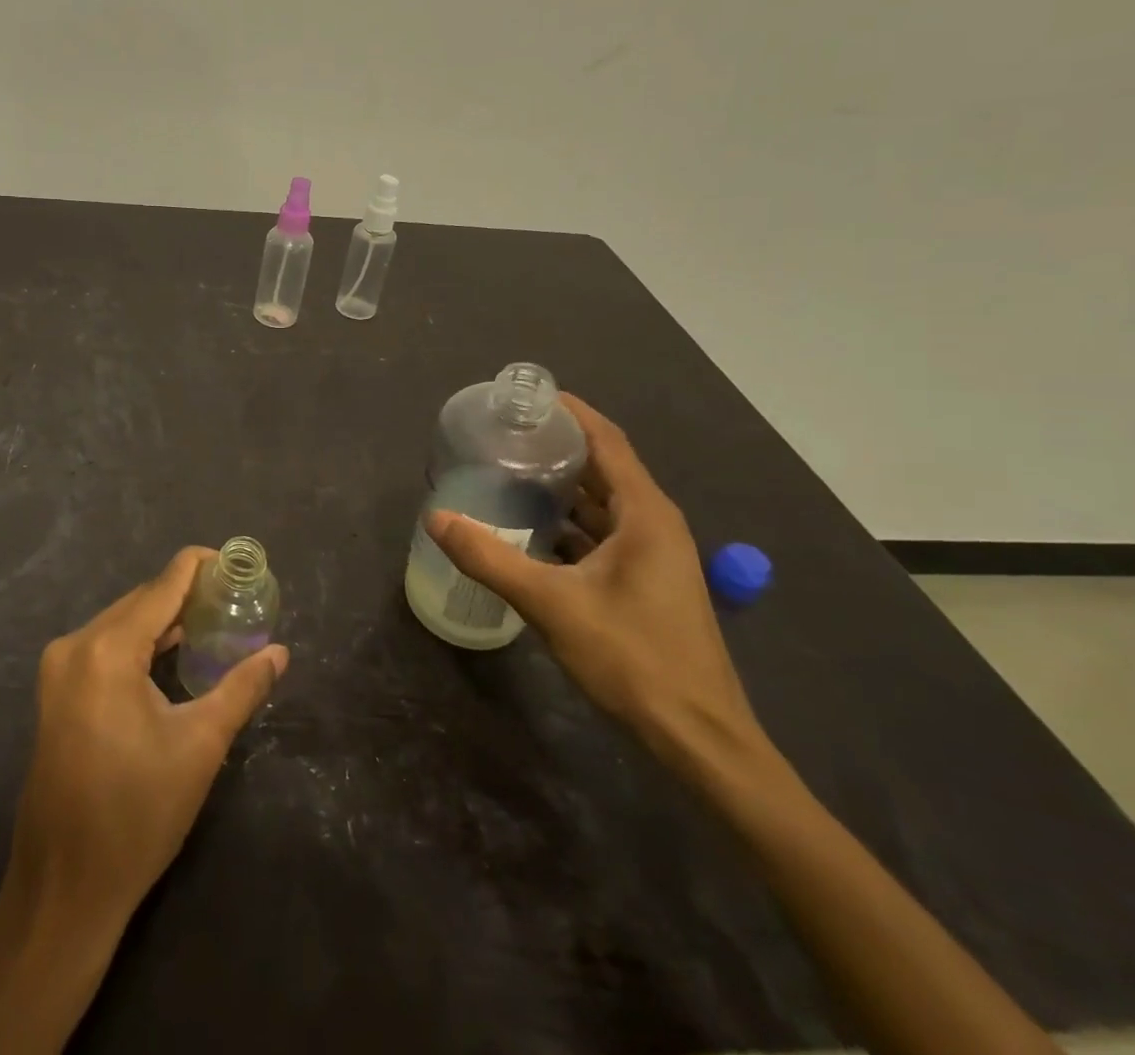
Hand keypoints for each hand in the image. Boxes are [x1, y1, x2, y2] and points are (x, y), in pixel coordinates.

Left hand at [5, 545, 288, 927]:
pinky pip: (105, 645)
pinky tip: (172, 653)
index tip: (236, 564)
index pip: (163, 585)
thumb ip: (242, 688)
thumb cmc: (137, 815)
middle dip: (187, 595)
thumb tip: (280, 652)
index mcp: (107, 649)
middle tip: (234, 600)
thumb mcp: (200, 746)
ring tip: (213, 621)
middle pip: (141, 601)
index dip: (200, 567)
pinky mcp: (55, 692)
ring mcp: (59, 668)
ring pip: (122, 622)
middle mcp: (76, 645)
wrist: (64, 888)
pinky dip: (140, 642)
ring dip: (164, 619)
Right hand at [426, 394, 758, 765]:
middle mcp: (654, 524)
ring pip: (603, 504)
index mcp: (645, 514)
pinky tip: (531, 531)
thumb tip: (435, 518)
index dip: (571, 412)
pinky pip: (604, 535)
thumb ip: (490, 558)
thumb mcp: (551, 604)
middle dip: (557, 448)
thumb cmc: (633, 659)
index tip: (527, 397)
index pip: (607, 441)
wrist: (699, 739)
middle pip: (604, 468)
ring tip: (509, 474)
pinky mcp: (646, 583)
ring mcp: (654, 556)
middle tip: (504, 435)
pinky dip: (569, 524)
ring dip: (562, 488)